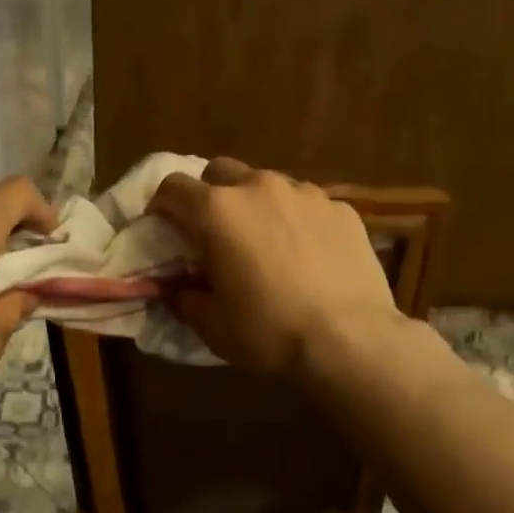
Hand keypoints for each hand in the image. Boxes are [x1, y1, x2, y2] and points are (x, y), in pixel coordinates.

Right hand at [148, 158, 406, 376]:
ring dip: (255, 204)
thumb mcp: (212, 325)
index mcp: (217, 210)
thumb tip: (174, 288)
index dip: (162, 206)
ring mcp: (305, 192)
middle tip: (215, 233)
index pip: (172, 187)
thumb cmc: (269, 331)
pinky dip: (295, 219)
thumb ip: (184, 297)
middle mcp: (259, 187)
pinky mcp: (341, 207)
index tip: (165, 229)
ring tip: (265, 241)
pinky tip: (307, 253)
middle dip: (209, 195)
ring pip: (266, 183)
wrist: (350, 340)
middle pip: (220, 172)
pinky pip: (306, 203)